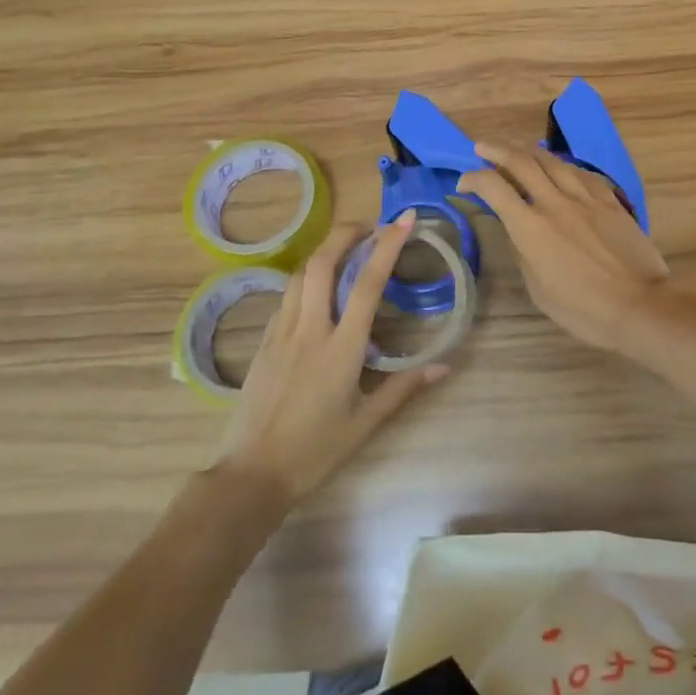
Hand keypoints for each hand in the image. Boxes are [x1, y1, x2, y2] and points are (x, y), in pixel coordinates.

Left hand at [212, 214, 445, 504]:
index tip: (403, 220)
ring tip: (346, 249)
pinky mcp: (264, 342)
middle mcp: (309, 330)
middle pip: (322, 263)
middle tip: (369, 227)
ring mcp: (281, 333)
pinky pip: (286, 297)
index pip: (367, 284)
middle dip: (345, 233)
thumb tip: (444, 366)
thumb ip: (404, 388)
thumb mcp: (366, 424)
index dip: (387, 246)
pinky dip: (305, 279)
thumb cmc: (314, 452)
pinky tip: (316, 289)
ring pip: (299, 274)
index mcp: (341, 349)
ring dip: (324, 252)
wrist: (251, 474)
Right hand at [458, 141, 671, 356]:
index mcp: (530, 228)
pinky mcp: (610, 201)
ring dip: (529, 151)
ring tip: (517, 149)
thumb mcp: (538, 290)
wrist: (638, 305)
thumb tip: (519, 234)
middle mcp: (555, 203)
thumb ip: (524, 255)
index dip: (473, 178)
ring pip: (553, 161)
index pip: (494, 188)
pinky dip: (565, 166)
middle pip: (521, 162)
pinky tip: (561, 167)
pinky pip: (583, 173)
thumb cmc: (583, 309)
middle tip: (481, 147)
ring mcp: (585, 199)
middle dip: (496, 150)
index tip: (464, 183)